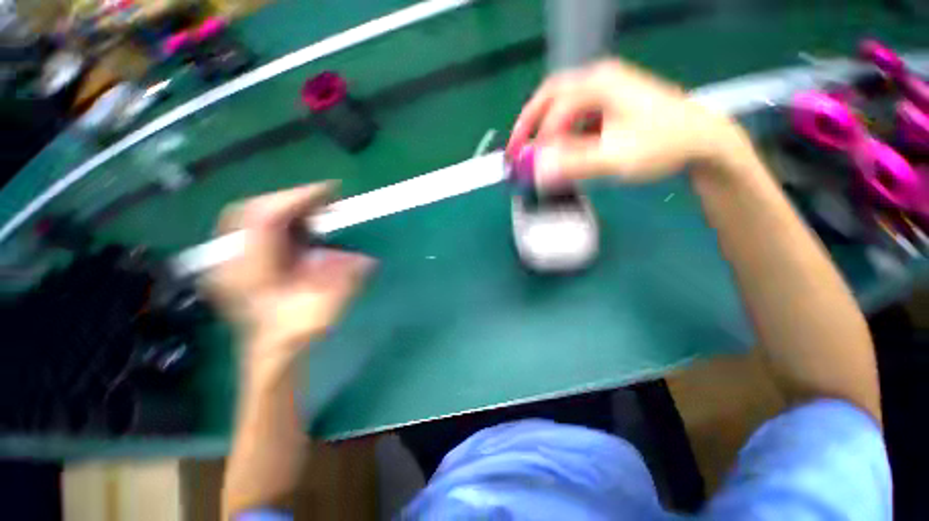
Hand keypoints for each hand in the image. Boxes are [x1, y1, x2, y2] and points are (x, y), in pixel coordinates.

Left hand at [206, 183, 373, 364]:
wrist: (272, 352)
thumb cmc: (295, 334)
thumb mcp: (325, 309)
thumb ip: (344, 281)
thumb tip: (366, 259)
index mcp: (251, 273)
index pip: (264, 218)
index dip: (298, 197)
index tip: (331, 190)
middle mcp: (231, 262)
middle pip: (251, 210)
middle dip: (290, 199)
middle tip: (324, 200)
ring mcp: (228, 260)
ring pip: (249, 216)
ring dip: (284, 208)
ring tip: (313, 210)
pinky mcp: (235, 260)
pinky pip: (251, 227)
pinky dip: (277, 220)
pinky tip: (297, 226)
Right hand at [507, 60, 749, 186]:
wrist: (703, 140)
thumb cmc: (664, 145)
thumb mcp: (616, 159)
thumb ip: (574, 165)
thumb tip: (538, 172)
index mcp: (599, 84)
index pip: (555, 109)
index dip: (537, 138)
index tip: (528, 164)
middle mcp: (599, 79)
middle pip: (551, 96)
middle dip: (529, 123)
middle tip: (514, 148)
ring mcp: (606, 89)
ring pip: (562, 105)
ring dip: (545, 128)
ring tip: (534, 152)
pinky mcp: (610, 103)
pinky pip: (576, 115)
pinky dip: (562, 132)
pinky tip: (562, 149)